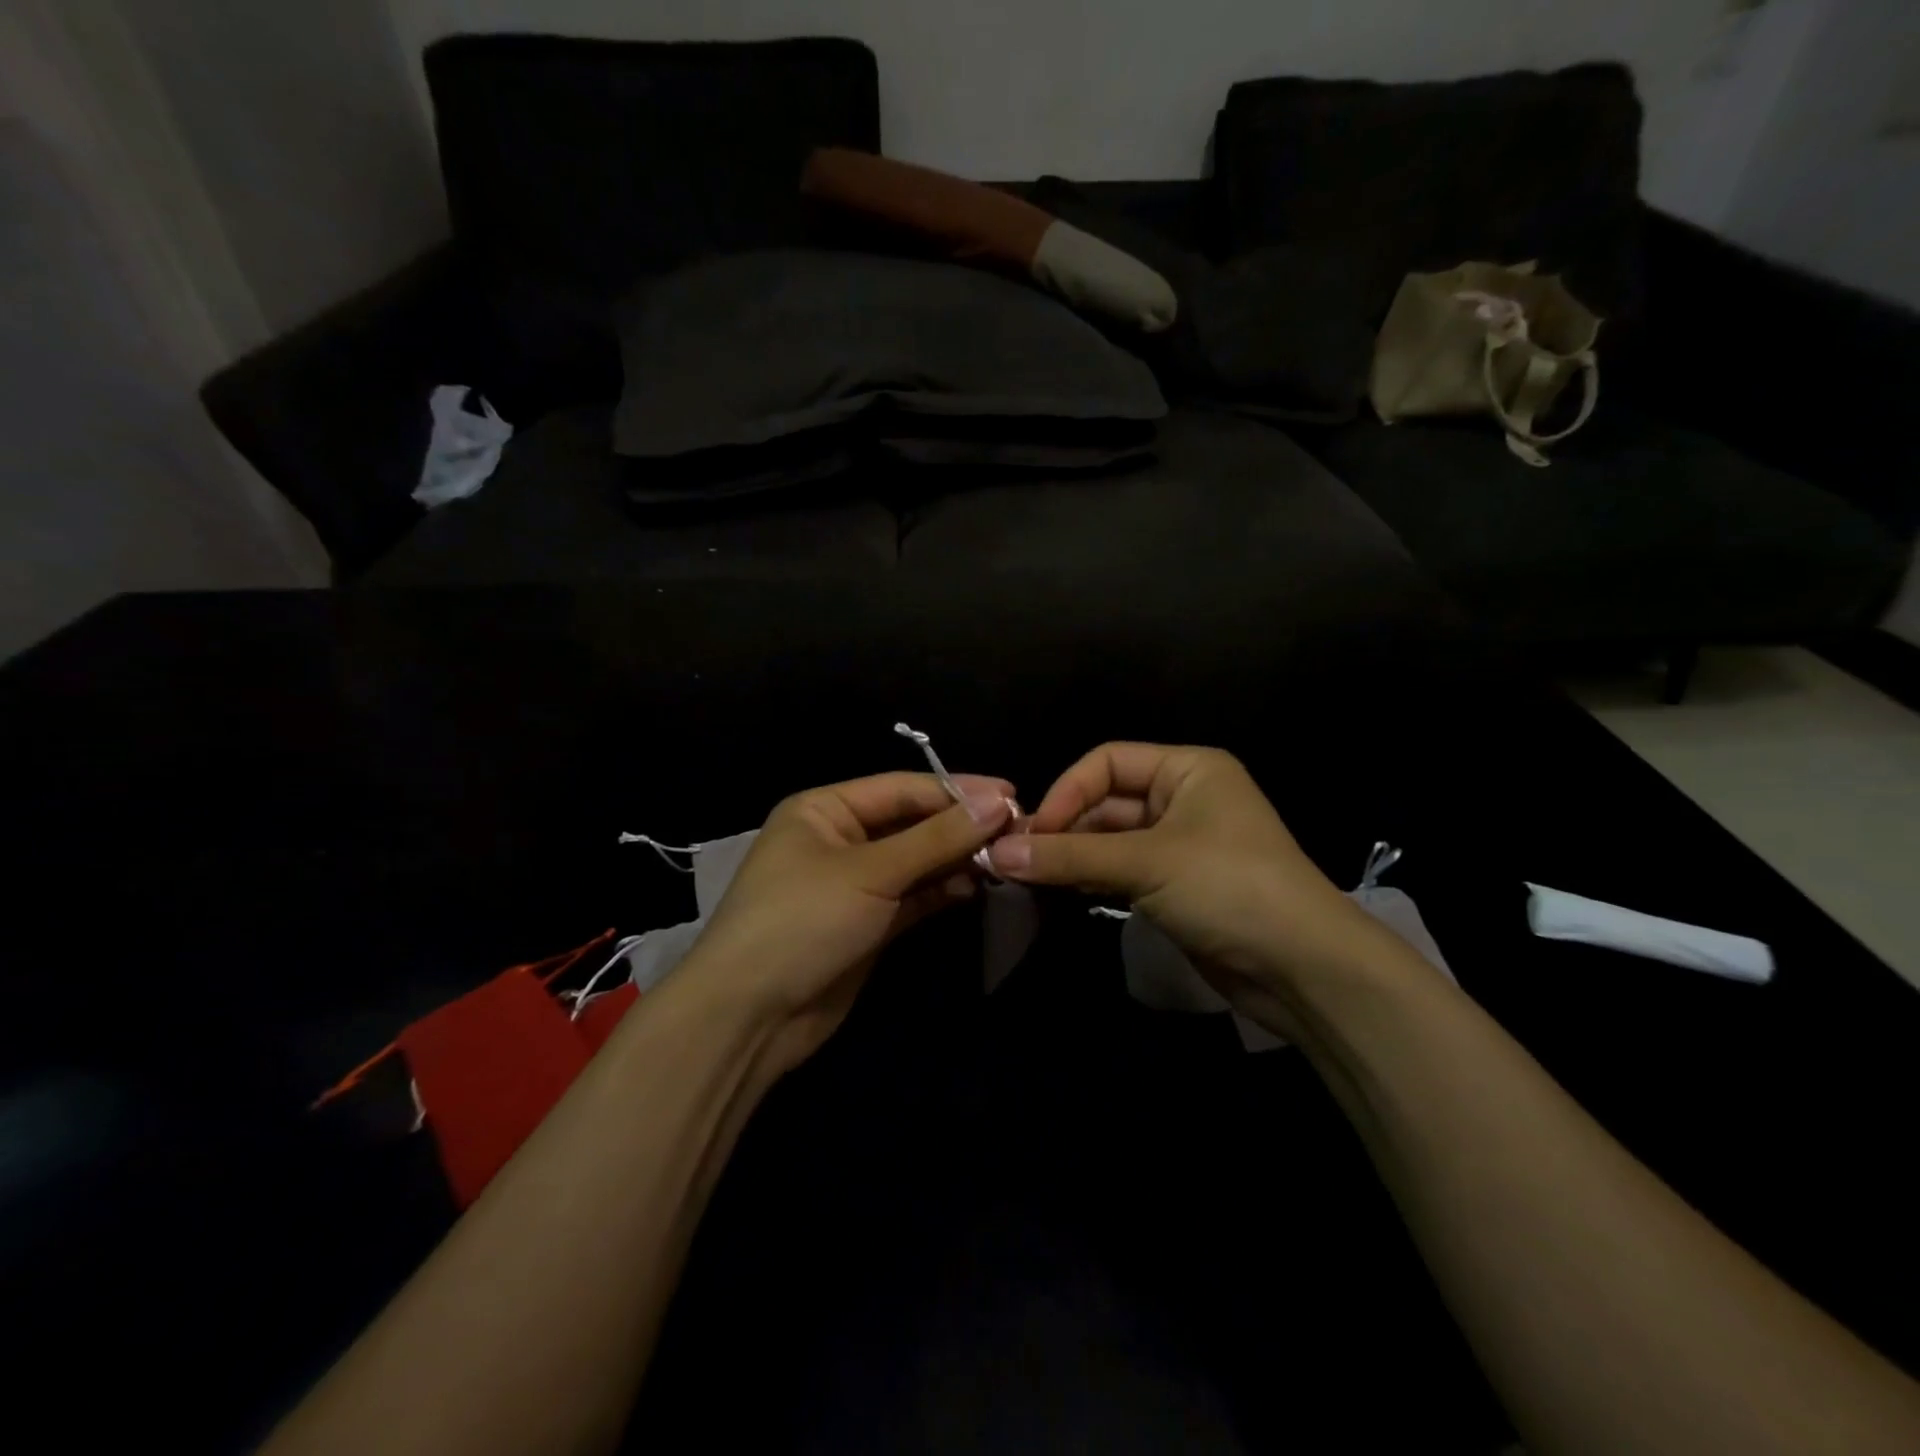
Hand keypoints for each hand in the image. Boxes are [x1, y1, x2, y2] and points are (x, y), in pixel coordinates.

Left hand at [679, 771, 1013, 1076]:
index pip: (902, 788)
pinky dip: (943, 890)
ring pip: (916, 861)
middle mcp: (839, 839)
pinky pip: (913, 896)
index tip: (1012, 795)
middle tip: (1018, 829)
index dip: (958, 790)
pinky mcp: (868, 924)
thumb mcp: (871, 872)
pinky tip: (978, 885)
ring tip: (1006, 858)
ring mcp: (854, 884)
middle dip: (961, 827)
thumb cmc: (802, 921)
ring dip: (957, 858)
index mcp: (825, 809)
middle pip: (912, 823)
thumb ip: (937, 838)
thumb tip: (999, 801)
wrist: (750, 1017)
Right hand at [986, 744, 1385, 1035]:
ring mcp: (1179, 845)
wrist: (1304, 969)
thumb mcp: (1146, 863)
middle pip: (1105, 801)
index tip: (1032, 833)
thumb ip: (1070, 856)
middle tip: (1018, 861)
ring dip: (1072, 857)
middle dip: (1063, 829)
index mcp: (1187, 769)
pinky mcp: (1176, 886)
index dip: (1066, 791)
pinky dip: (1090, 880)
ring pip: (1109, 840)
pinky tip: (1059, 894)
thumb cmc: (1230, 888)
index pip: (1107, 761)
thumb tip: (997, 853)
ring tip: (1028, 879)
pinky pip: (1121, 871)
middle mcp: (1183, 798)